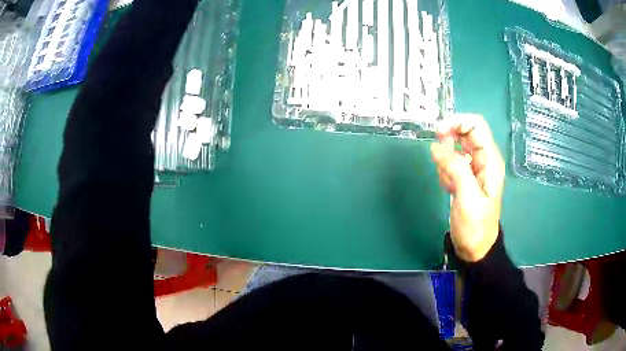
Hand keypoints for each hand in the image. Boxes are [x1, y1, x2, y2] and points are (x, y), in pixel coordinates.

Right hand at [430, 114, 504, 261]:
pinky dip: (445, 170)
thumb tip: (437, 145)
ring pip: (455, 148)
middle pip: (465, 133)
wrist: (474, 248)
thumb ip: (455, 168)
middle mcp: (483, 160)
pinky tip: (448, 187)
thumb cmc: (475, 226)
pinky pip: (451, 163)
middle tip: (439, 158)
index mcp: (490, 160)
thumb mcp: (467, 197)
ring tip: (448, 182)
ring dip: (446, 160)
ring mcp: (474, 168)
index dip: (458, 122)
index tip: (439, 132)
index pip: (476, 126)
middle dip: (449, 141)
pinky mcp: (464, 177)